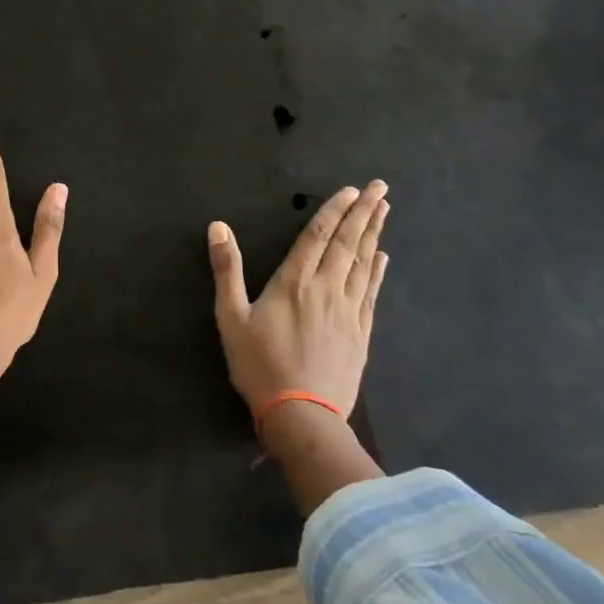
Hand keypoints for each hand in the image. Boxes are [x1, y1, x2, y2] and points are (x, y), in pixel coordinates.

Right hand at [207, 182, 390, 418]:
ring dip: (374, 234)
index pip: (317, 235)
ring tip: (385, 210)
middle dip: (363, 212)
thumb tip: (218, 226)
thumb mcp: (231, 317)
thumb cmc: (260, 365)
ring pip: (364, 264)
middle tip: (380, 187)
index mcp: (294, 282)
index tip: (352, 190)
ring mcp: (348, 311)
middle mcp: (326, 288)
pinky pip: (372, 293)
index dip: (334, 210)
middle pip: (347, 243)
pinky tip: (383, 258)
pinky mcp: (360, 333)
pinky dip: (378, 272)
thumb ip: (226, 269)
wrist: (302, 416)